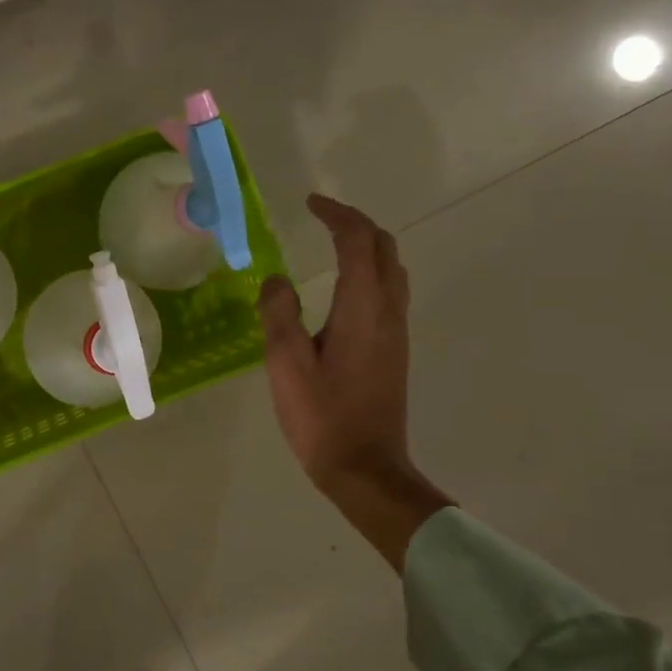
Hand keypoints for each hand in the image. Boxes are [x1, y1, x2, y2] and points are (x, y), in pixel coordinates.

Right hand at [256, 195, 452, 570]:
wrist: (364, 467)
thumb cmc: (321, 415)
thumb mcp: (285, 362)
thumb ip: (279, 312)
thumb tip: (276, 279)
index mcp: (362, 308)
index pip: (358, 242)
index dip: (336, 215)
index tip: (310, 203)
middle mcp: (387, 312)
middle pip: (385, 249)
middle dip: (356, 224)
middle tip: (322, 218)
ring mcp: (396, 332)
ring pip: (392, 271)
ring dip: (367, 247)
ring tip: (333, 245)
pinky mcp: (394, 351)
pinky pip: (388, 293)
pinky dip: (369, 272)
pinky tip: (343, 289)